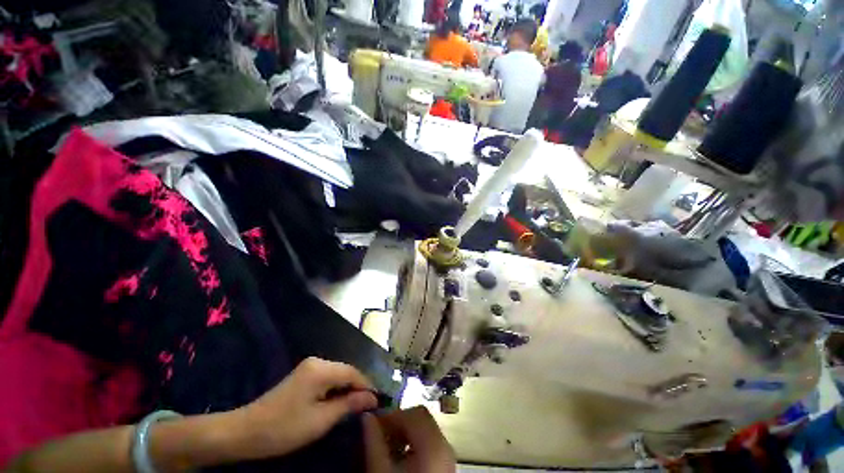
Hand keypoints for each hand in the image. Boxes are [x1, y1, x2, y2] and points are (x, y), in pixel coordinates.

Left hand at [233, 357, 377, 459]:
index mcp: (321, 369)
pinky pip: (328, 378)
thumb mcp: (321, 420)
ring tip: (355, 407)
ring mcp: (309, 366)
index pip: (353, 372)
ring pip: (338, 374)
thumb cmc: (284, 428)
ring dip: (347, 389)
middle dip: (357, 388)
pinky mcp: (304, 374)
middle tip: (367, 407)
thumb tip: (372, 398)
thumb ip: (349, 405)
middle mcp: (317, 361)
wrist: (245, 432)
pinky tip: (337, 402)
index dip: (367, 386)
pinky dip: (336, 389)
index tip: (377, 401)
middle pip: (346, 371)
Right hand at [363, 406, 455, 472]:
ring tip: (387, 446)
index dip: (392, 415)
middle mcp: (445, 445)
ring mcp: (447, 456)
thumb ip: (373, 442)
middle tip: (380, 433)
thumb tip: (366, 417)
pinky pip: (430, 442)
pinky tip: (400, 458)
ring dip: (405, 432)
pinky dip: (414, 443)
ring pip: (425, 429)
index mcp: (433, 444)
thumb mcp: (381, 472)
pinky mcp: (445, 465)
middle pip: (421, 418)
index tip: (373, 423)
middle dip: (399, 422)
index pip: (413, 413)